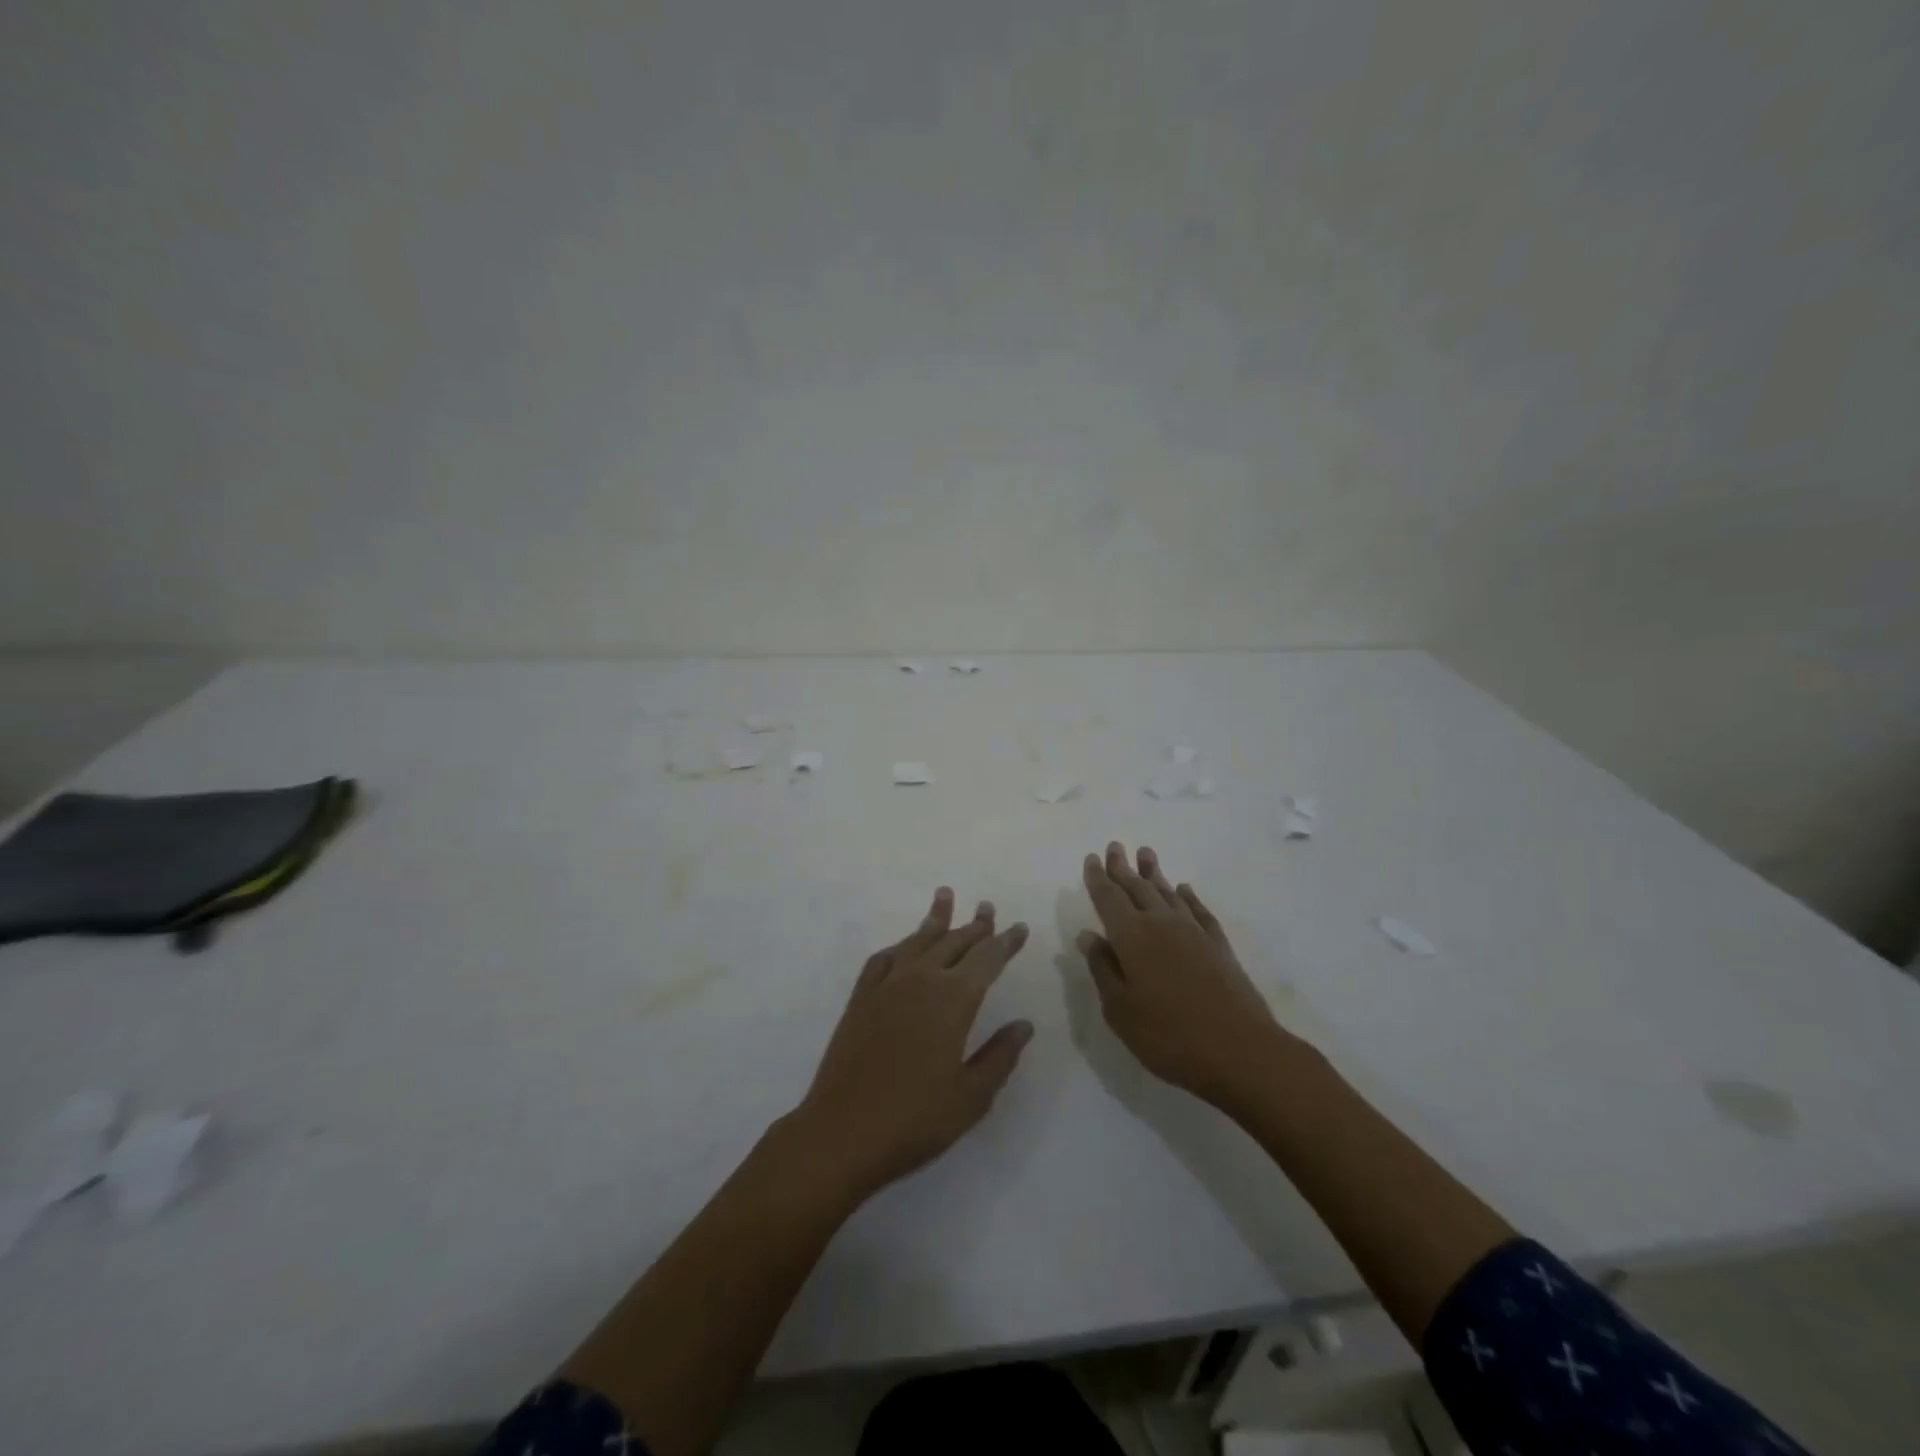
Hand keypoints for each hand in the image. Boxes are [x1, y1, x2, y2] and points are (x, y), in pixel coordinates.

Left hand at [791, 887, 1033, 1202]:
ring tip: (945, 896)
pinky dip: (898, 947)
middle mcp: (921, 981)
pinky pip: (883, 959)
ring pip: (917, 941)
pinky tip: (902, 947)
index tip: (1019, 927)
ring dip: (935, 920)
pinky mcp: (860, 999)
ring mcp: (886, 987)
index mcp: (953, 1000)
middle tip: (987, 907)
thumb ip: (1000, 1056)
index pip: (987, 959)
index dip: (1005, 942)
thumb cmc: (915, 1120)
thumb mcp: (971, 1097)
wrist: (841, 1133)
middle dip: (974, 925)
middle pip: (954, 942)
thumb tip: (1023, 1025)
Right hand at [1078, 842, 1297, 1107]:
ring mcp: (1194, 932)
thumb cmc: (1168, 1035)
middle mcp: (1161, 924)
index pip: (1109, 899)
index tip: (1092, 858)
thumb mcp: (1120, 1010)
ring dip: (1154, 874)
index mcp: (1131, 937)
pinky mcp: (1219, 946)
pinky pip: (1199, 911)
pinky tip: (1184, 890)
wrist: (1240, 1050)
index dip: (1098, 878)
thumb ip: (1103, 969)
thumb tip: (1088, 936)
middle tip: (1115, 847)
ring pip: (1168, 893)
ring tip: (1146, 854)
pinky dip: (1189, 897)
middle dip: (1123, 868)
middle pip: (1137, 888)